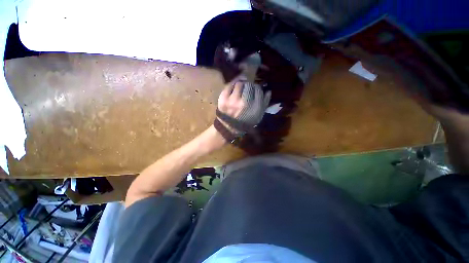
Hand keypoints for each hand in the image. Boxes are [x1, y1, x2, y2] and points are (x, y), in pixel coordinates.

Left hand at [217, 78, 270, 135]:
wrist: (229, 127)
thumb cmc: (246, 121)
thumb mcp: (258, 116)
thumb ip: (265, 103)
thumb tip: (268, 91)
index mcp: (255, 108)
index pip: (258, 90)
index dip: (257, 88)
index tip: (254, 90)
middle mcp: (244, 103)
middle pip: (249, 85)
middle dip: (249, 86)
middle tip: (247, 89)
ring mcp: (233, 100)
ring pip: (239, 84)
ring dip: (241, 85)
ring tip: (240, 90)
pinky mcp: (223, 98)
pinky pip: (230, 85)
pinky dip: (232, 85)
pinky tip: (234, 90)